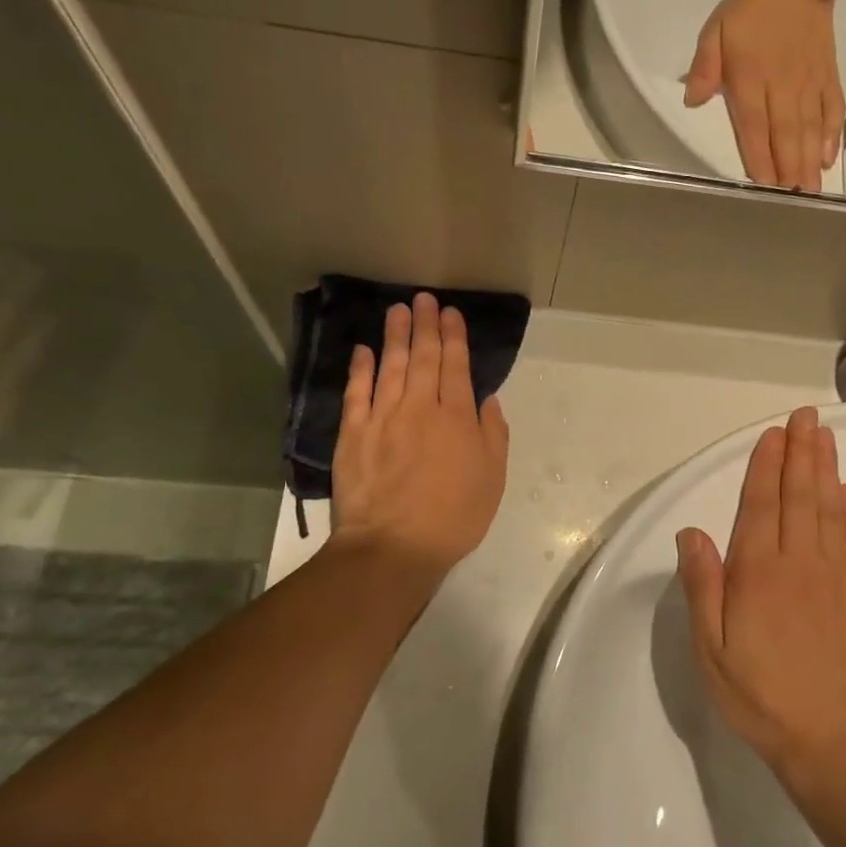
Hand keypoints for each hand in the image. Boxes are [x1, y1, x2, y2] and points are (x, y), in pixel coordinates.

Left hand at [331, 293, 509, 583]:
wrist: (394, 547)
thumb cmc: (454, 517)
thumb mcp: (492, 479)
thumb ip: (492, 435)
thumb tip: (486, 399)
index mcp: (456, 418)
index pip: (456, 367)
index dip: (454, 337)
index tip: (451, 313)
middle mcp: (420, 408)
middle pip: (423, 358)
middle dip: (426, 326)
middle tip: (424, 299)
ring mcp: (383, 418)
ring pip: (390, 367)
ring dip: (395, 336)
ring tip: (398, 310)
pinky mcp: (353, 434)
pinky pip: (356, 393)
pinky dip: (360, 369)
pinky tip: (363, 350)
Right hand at [675, 407, 845, 774]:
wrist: (829, 739)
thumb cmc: (758, 693)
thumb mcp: (710, 647)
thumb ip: (703, 585)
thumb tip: (692, 532)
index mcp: (759, 570)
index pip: (762, 503)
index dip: (767, 465)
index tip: (774, 433)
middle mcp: (800, 562)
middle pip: (800, 495)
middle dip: (801, 451)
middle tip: (805, 416)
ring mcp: (837, 577)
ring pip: (830, 510)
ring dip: (826, 470)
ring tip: (824, 437)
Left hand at [683, 0, 845, 192]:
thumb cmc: (750, 10)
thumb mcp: (715, 31)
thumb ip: (704, 67)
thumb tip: (693, 102)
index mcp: (750, 79)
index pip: (754, 126)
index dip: (760, 157)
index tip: (765, 184)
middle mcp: (782, 87)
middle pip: (786, 135)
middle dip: (789, 169)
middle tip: (793, 200)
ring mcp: (809, 83)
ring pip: (810, 128)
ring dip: (810, 161)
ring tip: (811, 190)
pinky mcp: (828, 78)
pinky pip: (832, 110)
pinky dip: (832, 134)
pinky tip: (829, 157)